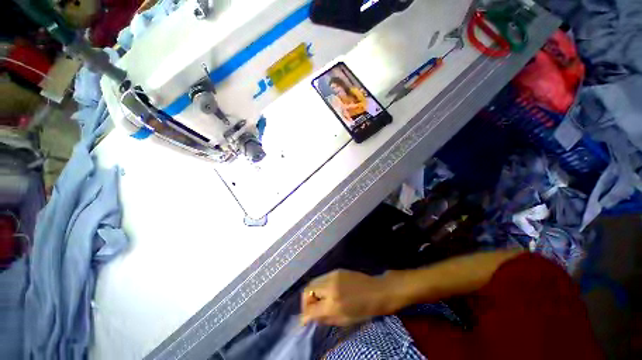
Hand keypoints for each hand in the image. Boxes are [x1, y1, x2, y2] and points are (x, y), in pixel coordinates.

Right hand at [300, 270, 398, 326]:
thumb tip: (308, 318)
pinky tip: (326, 292)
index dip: (304, 315)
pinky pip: (321, 278)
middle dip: (306, 301)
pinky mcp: (336, 270)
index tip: (306, 319)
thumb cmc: (363, 310)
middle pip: (307, 289)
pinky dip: (319, 286)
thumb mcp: (344, 320)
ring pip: (313, 281)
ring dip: (312, 292)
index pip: (310, 308)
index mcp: (333, 303)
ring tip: (319, 300)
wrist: (376, 291)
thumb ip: (324, 318)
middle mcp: (330, 286)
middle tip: (311, 309)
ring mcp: (333, 275)